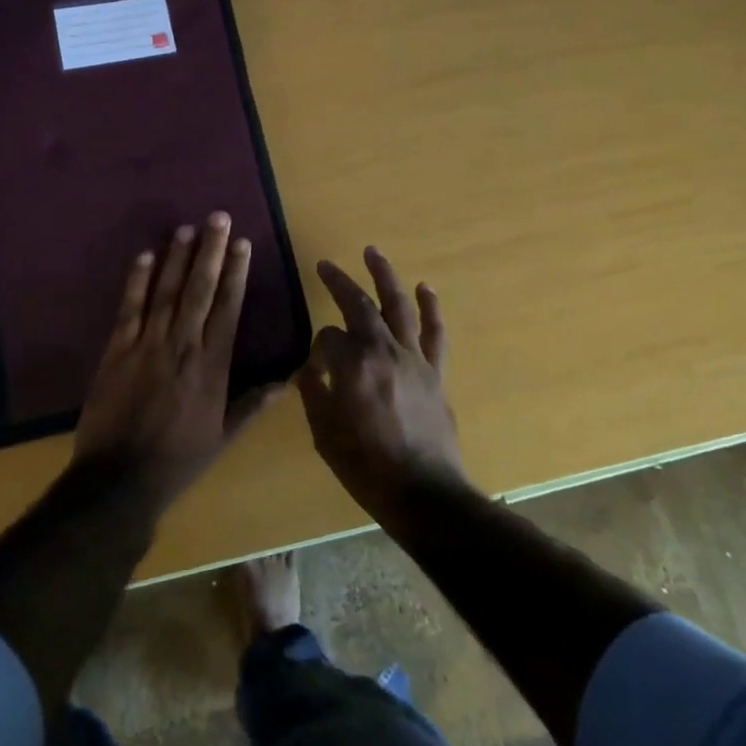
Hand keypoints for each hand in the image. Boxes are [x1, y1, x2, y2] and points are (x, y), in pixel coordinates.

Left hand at [73, 213, 275, 510]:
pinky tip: (144, 255)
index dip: (237, 273)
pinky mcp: (117, 350)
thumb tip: (288, 381)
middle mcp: (184, 345)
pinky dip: (136, 281)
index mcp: (213, 365)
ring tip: (187, 228)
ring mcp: (148, 344)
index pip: (229, 308)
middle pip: (200, 289)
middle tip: (218, 217)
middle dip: (211, 251)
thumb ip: (253, 404)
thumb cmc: (178, 459)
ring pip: (166, 291)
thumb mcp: (223, 437)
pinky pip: (129, 308)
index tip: (243, 244)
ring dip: (177, 257)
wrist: (119, 479)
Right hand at [295, 247, 472, 520]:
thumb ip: (315, 394)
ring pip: (398, 306)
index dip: (316, 346)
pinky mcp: (436, 371)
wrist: (424, 494)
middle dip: (340, 282)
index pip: (327, 338)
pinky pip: (434, 332)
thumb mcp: (325, 435)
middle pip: (359, 306)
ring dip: (385, 276)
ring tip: (373, 252)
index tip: (313, 363)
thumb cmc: (367, 468)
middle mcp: (383, 351)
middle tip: (325, 265)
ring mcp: (414, 358)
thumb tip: (310, 369)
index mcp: (352, 366)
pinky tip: (425, 287)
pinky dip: (430, 307)